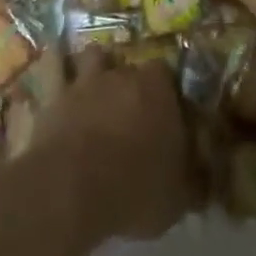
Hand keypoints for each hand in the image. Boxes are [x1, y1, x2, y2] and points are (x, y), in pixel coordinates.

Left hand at [33, 51, 194, 241]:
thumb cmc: (134, 188)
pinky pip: (54, 66)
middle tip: (134, 111)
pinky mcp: (54, 93)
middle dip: (133, 84)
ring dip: (97, 67)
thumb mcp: (177, 199)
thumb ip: (192, 183)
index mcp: (159, 91)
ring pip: (94, 56)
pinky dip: (56, 65)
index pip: (169, 76)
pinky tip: (56, 67)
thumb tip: (202, 181)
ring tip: (98, 87)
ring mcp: (86, 80)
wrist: (71, 188)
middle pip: (132, 67)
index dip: (168, 94)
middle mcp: (123, 75)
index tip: (168, 116)